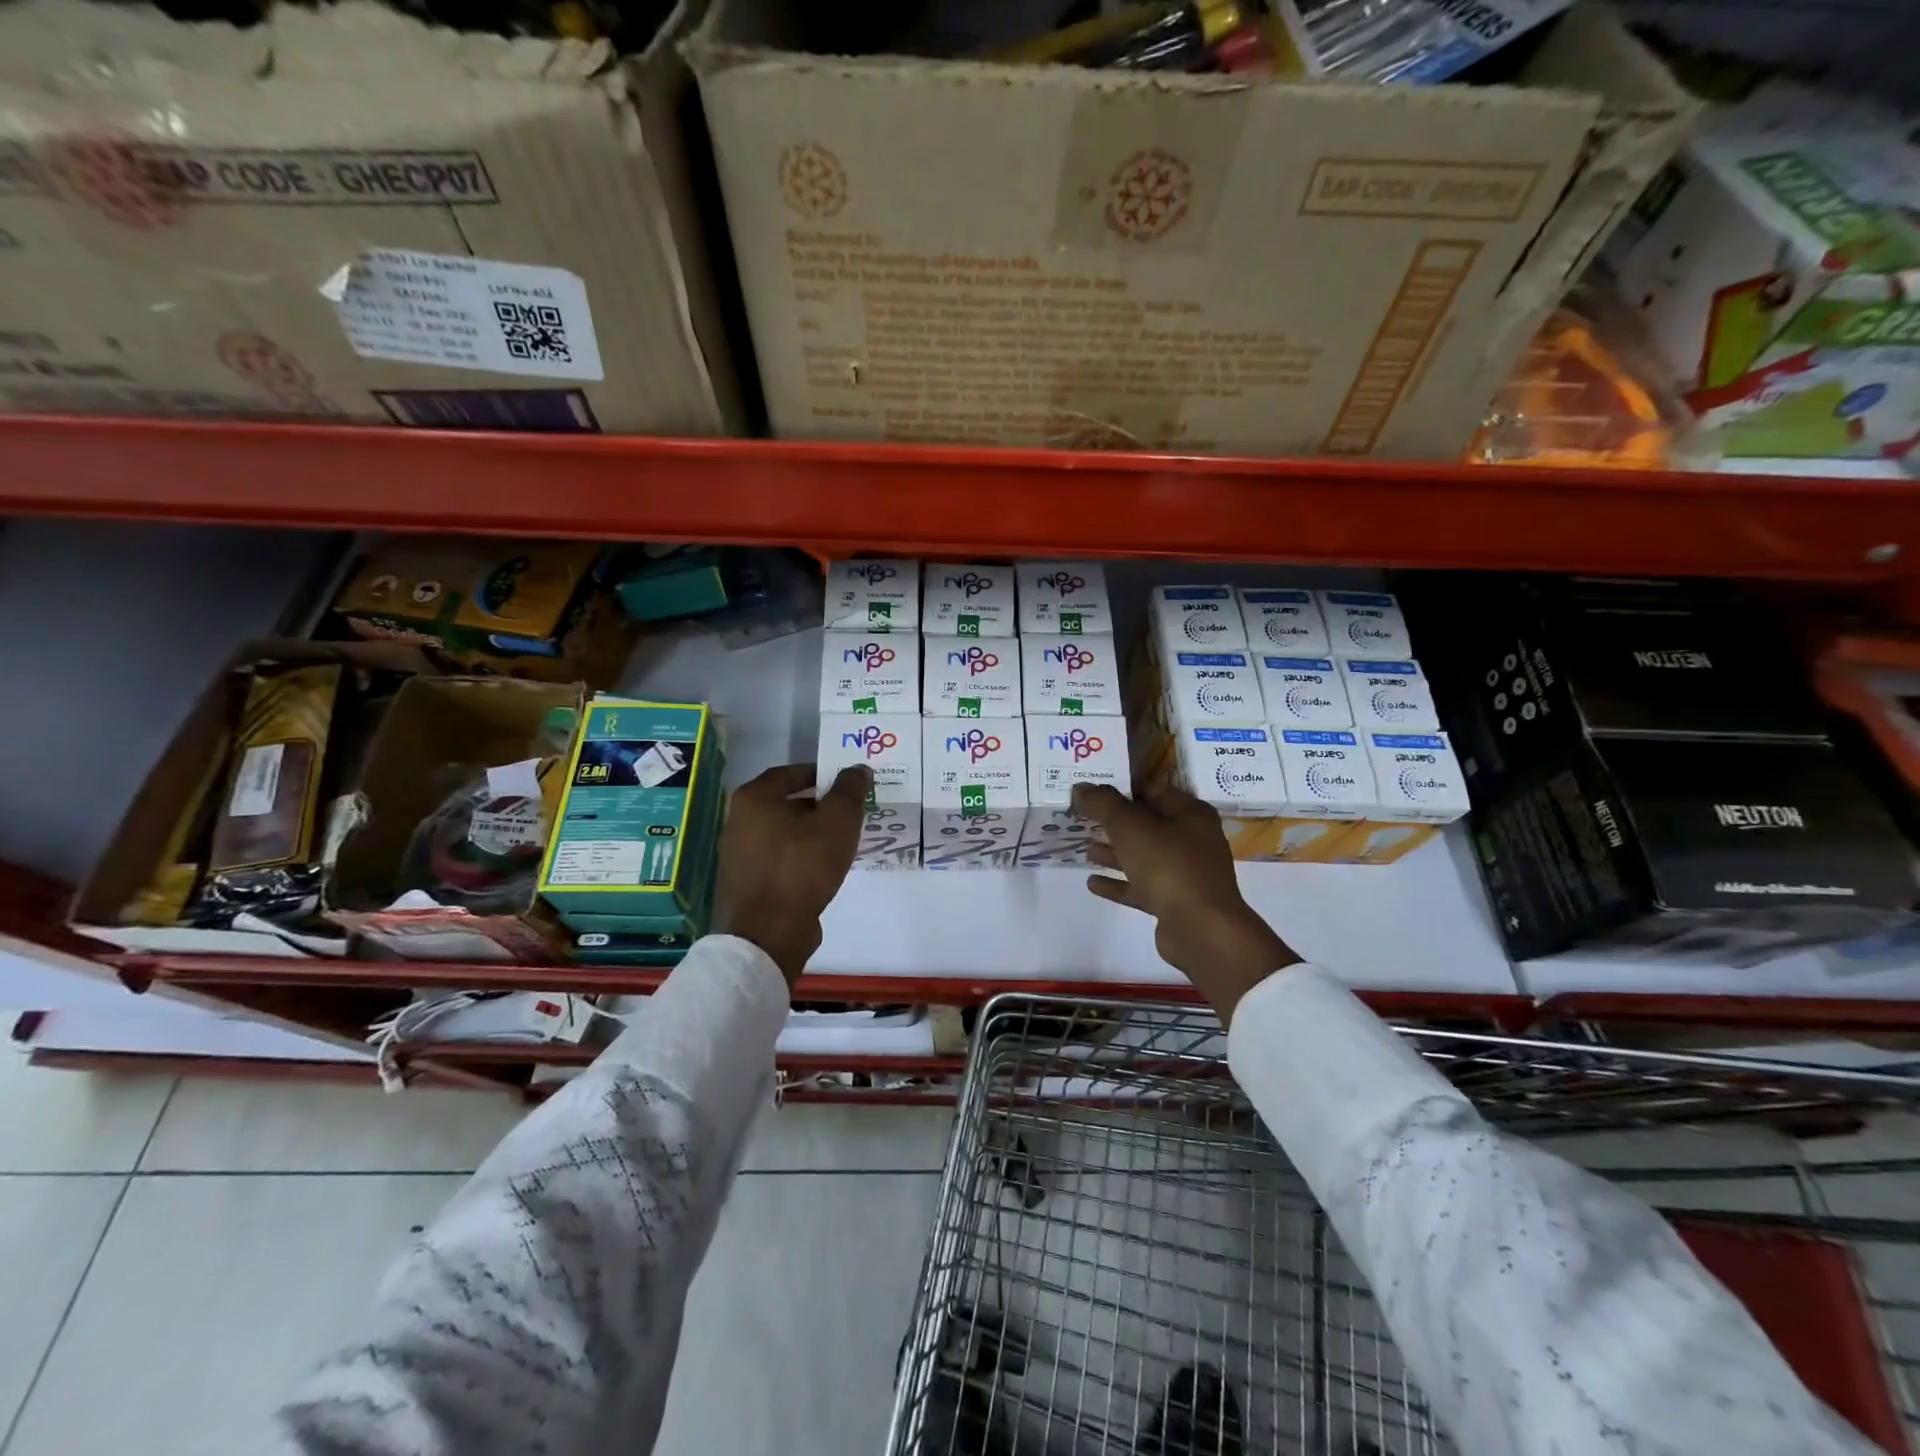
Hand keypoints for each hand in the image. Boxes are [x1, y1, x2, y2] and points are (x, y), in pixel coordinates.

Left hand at [720, 762, 869, 982]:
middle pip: (783, 804)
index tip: (841, 780)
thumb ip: (849, 790)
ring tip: (839, 841)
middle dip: (816, 805)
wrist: (772, 931)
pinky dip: (798, 857)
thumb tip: (857, 769)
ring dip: (808, 833)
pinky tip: (822, 869)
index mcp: (753, 800)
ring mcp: (737, 857)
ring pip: (781, 834)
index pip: (786, 773)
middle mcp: (737, 823)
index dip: (816, 773)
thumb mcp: (838, 820)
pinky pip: (776, 860)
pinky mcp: (744, 885)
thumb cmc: (803, 865)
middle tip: (846, 812)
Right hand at [1073, 781, 1299, 1024]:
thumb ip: (1103, 804)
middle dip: (1115, 822)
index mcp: (1190, 814)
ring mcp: (1185, 873)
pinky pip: (1141, 887)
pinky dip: (1118, 883)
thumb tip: (1081, 787)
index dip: (1122, 789)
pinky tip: (1092, 883)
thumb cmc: (1169, 866)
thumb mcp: (1130, 826)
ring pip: (1143, 856)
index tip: (1092, 790)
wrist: (1201, 930)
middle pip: (1147, 824)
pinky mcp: (1174, 902)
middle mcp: (1192, 840)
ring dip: (1115, 853)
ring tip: (1085, 849)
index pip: (1152, 790)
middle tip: (1082, 818)